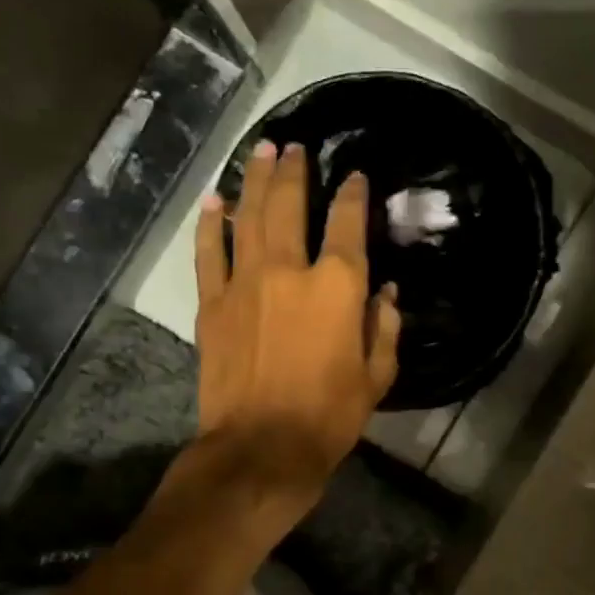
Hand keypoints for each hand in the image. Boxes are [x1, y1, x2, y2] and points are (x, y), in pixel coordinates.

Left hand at [194, 140, 399, 493]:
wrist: (261, 448)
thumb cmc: (330, 415)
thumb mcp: (377, 376)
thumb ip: (384, 327)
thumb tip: (386, 293)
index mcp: (337, 287)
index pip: (347, 224)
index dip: (353, 194)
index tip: (355, 176)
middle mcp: (289, 270)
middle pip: (289, 205)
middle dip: (294, 170)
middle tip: (293, 146)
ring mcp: (244, 283)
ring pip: (247, 217)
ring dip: (254, 181)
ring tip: (259, 151)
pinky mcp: (212, 304)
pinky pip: (209, 253)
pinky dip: (210, 225)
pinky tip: (212, 201)